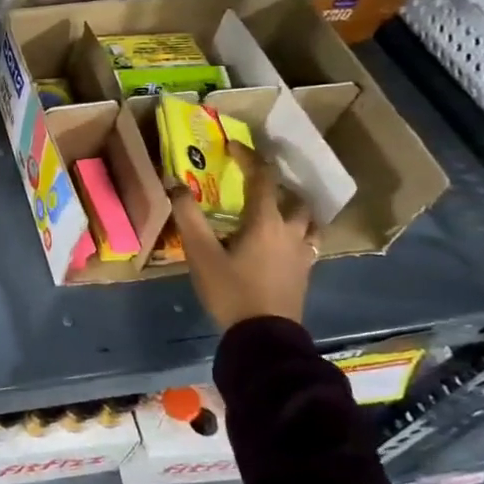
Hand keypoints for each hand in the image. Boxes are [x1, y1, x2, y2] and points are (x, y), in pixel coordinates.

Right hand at [168, 149, 318, 328]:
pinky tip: (283, 242)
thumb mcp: (201, 253)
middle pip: (293, 197)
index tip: (233, 146)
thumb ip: (188, 217)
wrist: (264, 337)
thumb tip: (175, 184)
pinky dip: (297, 232)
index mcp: (266, 221)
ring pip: (307, 220)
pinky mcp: (305, 272)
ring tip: (276, 210)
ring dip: (293, 208)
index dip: (249, 157)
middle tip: (256, 183)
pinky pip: (308, 242)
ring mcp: (303, 253)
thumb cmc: (231, 290)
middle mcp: (291, 231)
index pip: (262, 177)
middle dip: (276, 184)